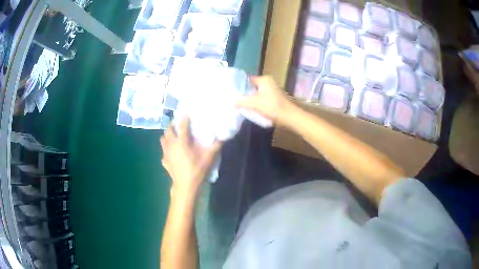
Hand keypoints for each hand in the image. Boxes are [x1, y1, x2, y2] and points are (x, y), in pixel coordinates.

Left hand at [160, 117, 221, 195]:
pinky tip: (172, 153)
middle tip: (179, 125)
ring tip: (174, 136)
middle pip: (168, 130)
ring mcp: (166, 153)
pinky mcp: (164, 161)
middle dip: (173, 125)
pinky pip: (164, 152)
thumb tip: (223, 137)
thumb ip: (216, 146)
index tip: (187, 112)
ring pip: (163, 139)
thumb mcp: (208, 157)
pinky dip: (167, 150)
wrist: (185, 186)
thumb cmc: (196, 170)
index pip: (182, 125)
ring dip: (167, 136)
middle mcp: (171, 145)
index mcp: (181, 141)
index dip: (185, 117)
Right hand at [236, 76, 295, 124]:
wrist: (288, 116)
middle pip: (252, 87)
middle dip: (245, 93)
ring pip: (257, 93)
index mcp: (264, 79)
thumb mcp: (254, 103)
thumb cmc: (271, 106)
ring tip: (241, 105)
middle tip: (235, 99)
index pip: (248, 80)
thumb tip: (231, 101)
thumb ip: (241, 101)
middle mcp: (269, 82)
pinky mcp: (274, 98)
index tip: (232, 92)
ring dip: (251, 99)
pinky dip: (257, 103)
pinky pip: (262, 98)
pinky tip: (252, 108)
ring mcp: (272, 90)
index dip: (240, 85)